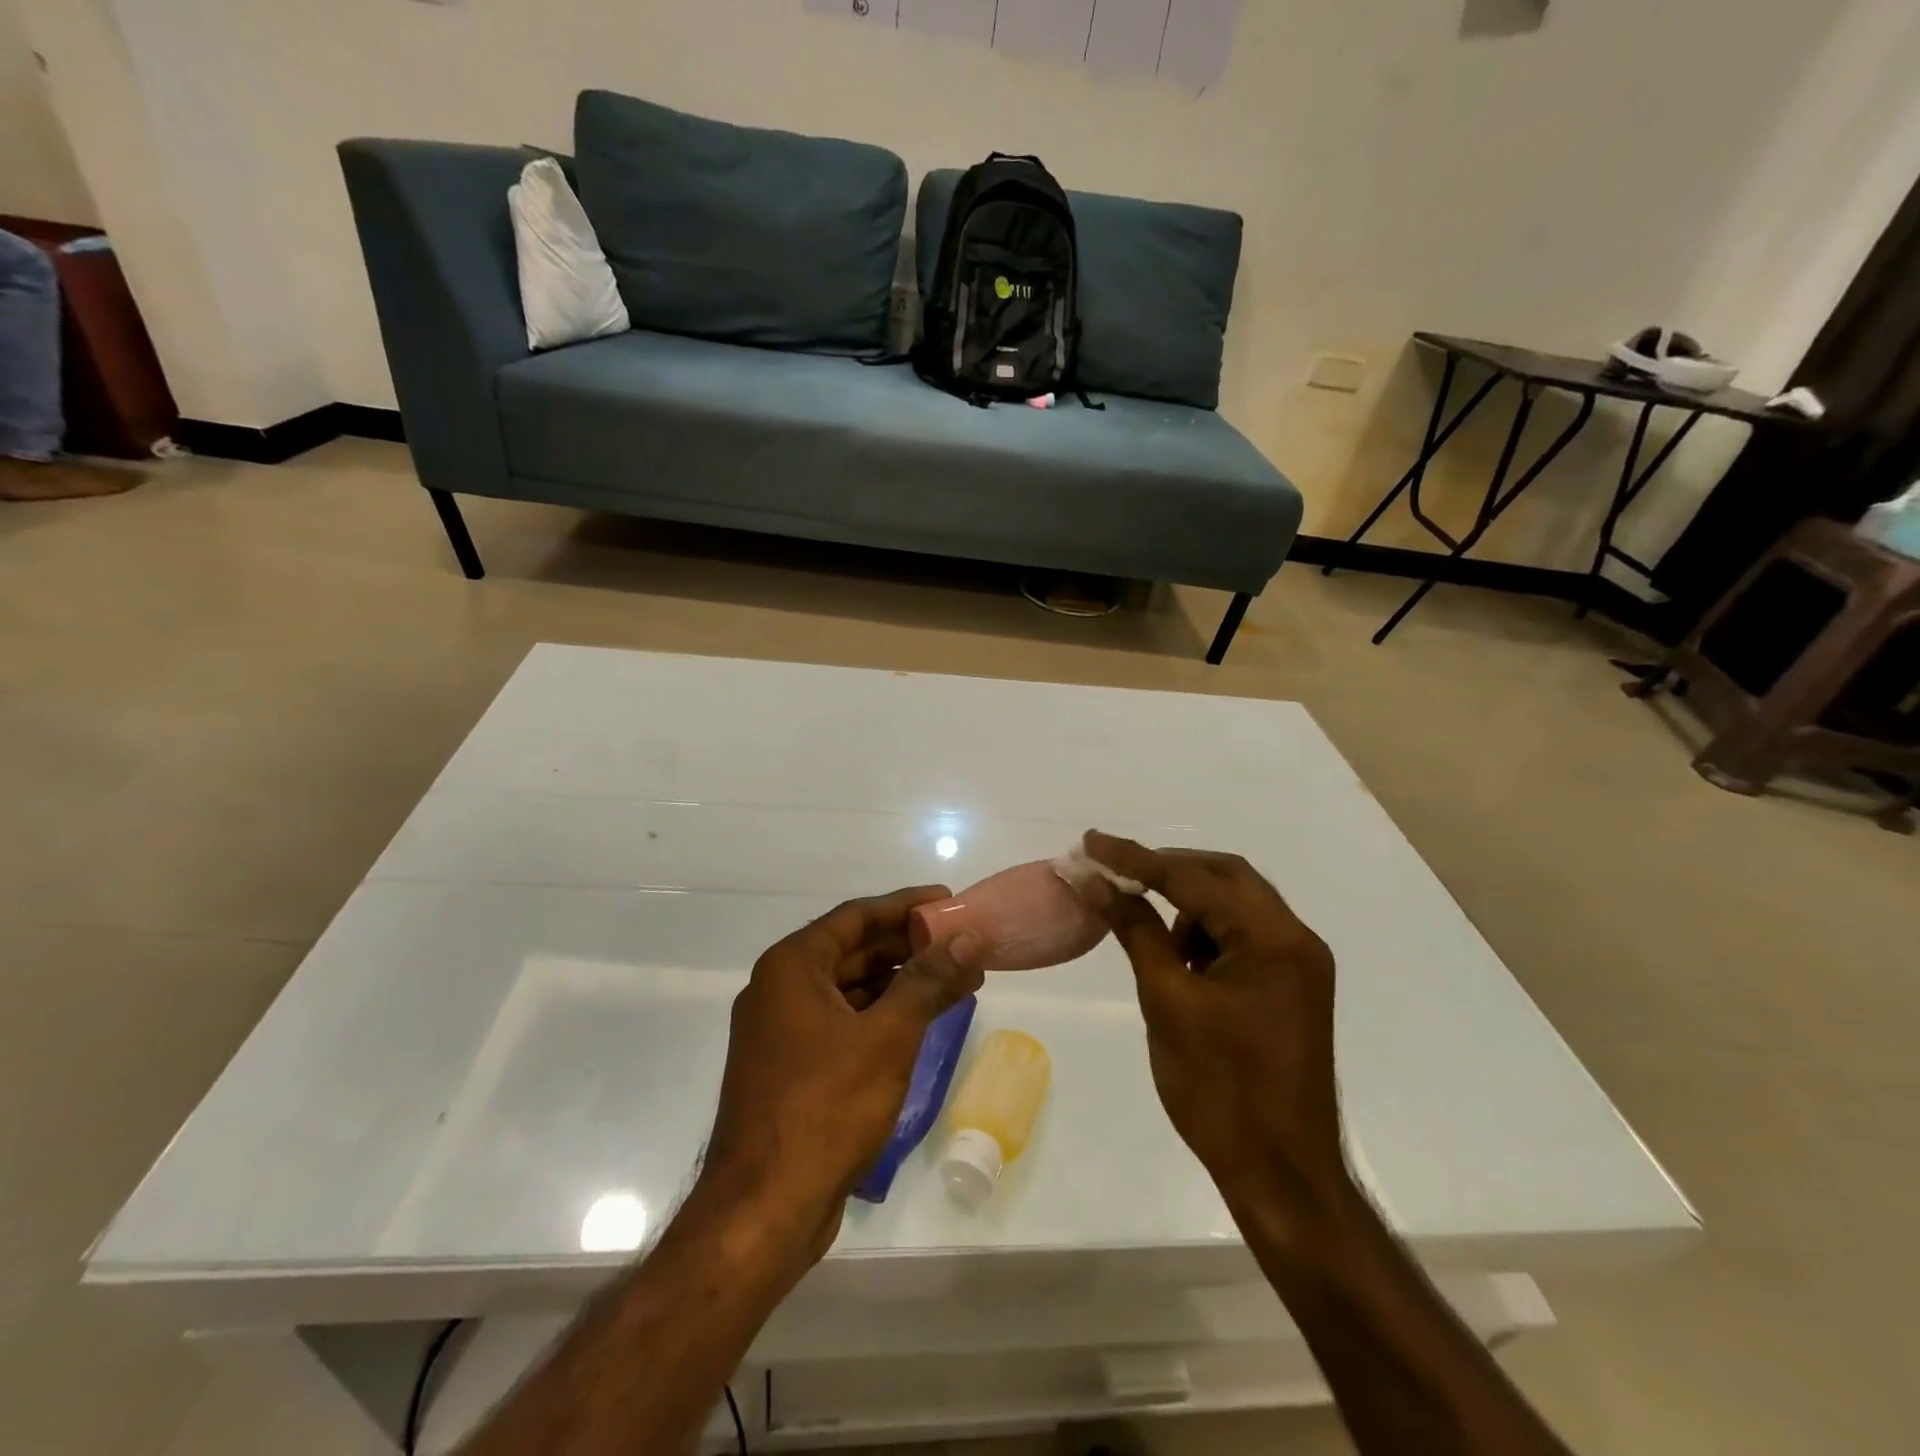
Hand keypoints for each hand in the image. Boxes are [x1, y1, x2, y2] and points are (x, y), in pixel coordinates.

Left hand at [702, 887, 984, 1260]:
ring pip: (852, 989)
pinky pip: (845, 1022)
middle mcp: (781, 989)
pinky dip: (883, 1016)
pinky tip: (922, 1021)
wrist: (763, 1210)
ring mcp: (784, 1031)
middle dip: (909, 947)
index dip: (905, 905)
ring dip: (901, 983)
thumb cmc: (825, 1107)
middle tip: (961, 944)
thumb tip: (967, 939)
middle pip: (854, 950)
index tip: (948, 900)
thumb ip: (928, 981)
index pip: (856, 916)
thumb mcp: (888, 1036)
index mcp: (792, 967)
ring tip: (955, 980)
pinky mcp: (793, 1067)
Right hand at [1076, 832, 1349, 1220]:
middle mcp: (1296, 939)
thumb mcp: (1168, 1001)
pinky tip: (1181, 964)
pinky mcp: (1293, 988)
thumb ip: (1136, 930)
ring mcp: (1300, 964)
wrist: (1282, 1175)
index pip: (1193, 877)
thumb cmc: (1220, 1089)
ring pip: (1236, 905)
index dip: (1136, 859)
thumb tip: (1096, 882)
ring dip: (1189, 905)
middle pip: (1225, 877)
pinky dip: (1207, 935)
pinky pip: (1245, 937)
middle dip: (1167, 870)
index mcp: (1272, 938)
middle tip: (1116, 874)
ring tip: (1149, 934)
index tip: (1091, 843)